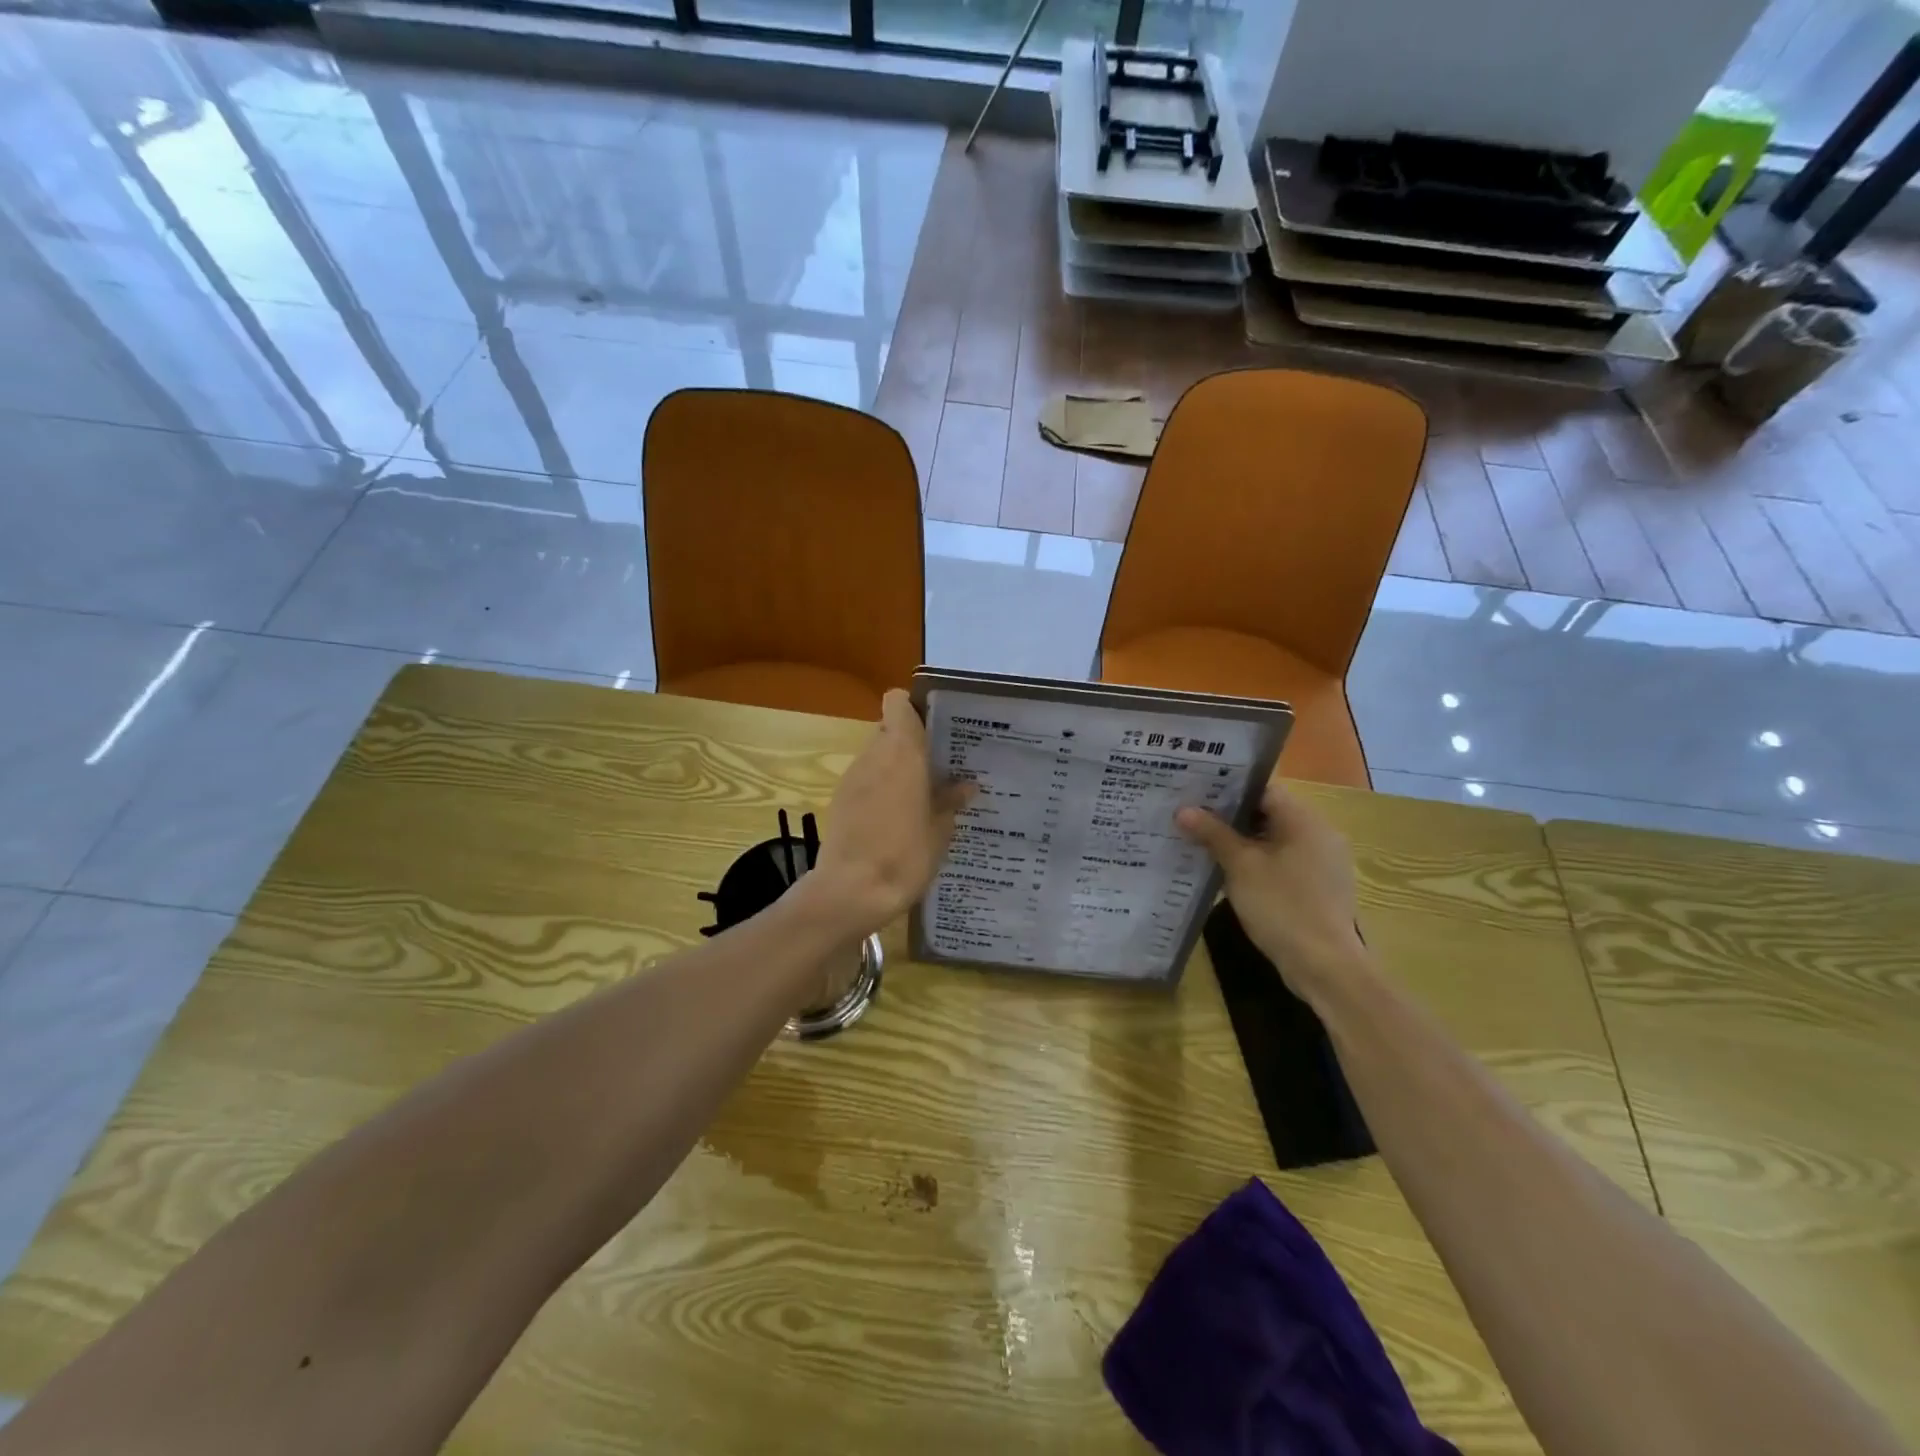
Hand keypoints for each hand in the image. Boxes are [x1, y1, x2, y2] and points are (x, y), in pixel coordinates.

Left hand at [802, 690, 973, 936]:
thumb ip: (950, 802)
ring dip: (896, 769)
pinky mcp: (839, 801)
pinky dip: (881, 790)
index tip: (936, 727)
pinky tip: (897, 819)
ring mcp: (852, 778)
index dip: (914, 707)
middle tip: (939, 767)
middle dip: (912, 744)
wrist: (851, 891)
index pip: (897, 702)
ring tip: (922, 797)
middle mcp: (873, 755)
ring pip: (877, 757)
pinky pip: (865, 781)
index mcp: (902, 752)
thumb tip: (966, 785)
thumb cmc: (904, 855)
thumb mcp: (939, 831)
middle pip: (889, 730)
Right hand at [1176, 784, 1367, 994]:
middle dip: (1229, 818)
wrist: (1325, 966)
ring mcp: (1322, 863)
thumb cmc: (1282, 906)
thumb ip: (1212, 834)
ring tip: (1202, 844)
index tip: (1195, 794)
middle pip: (1268, 814)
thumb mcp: (1240, 866)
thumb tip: (1184, 810)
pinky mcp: (1318, 888)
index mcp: (1304, 820)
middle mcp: (1319, 834)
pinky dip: (1257, 863)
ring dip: (1241, 842)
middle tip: (1191, 818)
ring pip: (1274, 840)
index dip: (1228, 789)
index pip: (1263, 790)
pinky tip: (1229, 874)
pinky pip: (1282, 863)